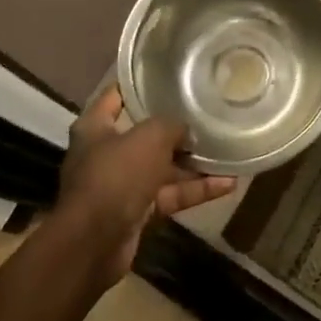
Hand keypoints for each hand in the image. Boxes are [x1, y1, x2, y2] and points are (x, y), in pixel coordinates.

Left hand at [53, 86, 234, 287]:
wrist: (93, 244)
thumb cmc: (115, 176)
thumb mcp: (149, 138)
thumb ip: (170, 125)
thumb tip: (185, 129)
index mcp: (95, 128)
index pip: (115, 96)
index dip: (139, 84)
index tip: (167, 76)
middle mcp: (105, 153)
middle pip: (144, 135)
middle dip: (175, 130)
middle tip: (206, 116)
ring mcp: (121, 185)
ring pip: (162, 168)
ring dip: (192, 164)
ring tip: (227, 151)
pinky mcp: (136, 213)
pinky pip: (169, 195)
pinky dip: (194, 190)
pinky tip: (227, 184)